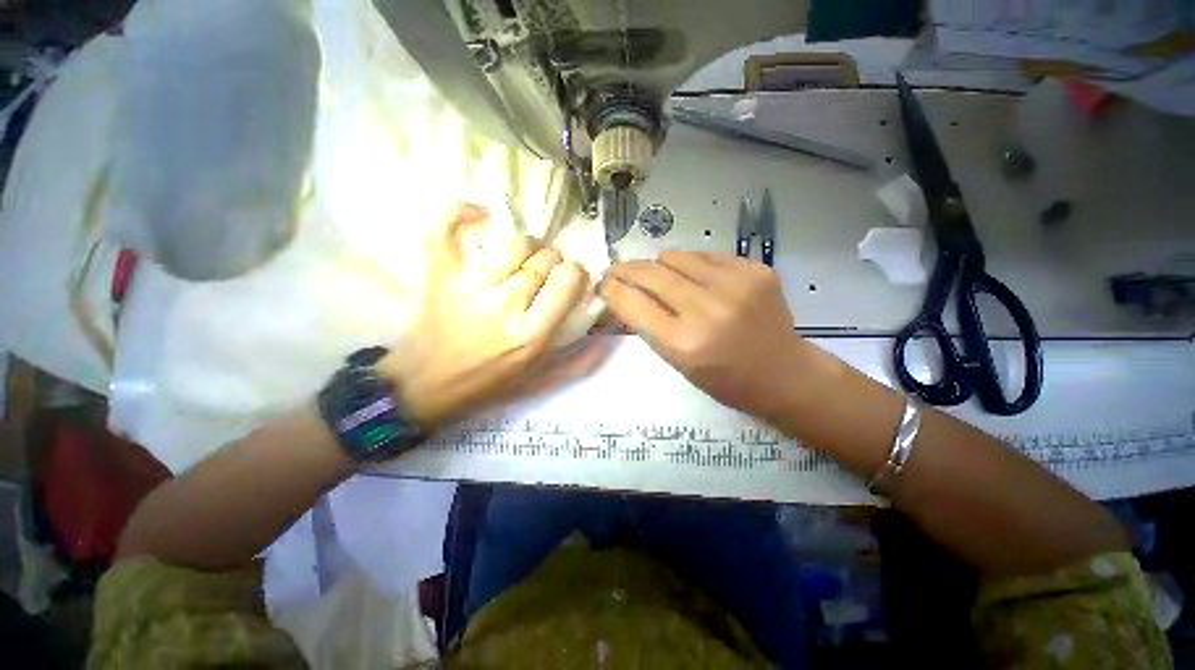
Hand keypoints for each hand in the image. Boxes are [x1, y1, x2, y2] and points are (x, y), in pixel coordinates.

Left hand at [378, 204, 592, 425]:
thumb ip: (579, 361)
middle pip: (544, 258)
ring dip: (524, 245)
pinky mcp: (439, 276)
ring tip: (521, 258)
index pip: (568, 278)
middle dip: (552, 261)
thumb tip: (607, 332)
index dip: (574, 274)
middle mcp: (505, 306)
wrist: (425, 387)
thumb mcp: (541, 381)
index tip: (569, 280)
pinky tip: (478, 215)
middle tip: (543, 273)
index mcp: (532, 335)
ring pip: (513, 242)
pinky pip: (447, 229)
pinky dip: (460, 213)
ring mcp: (469, 287)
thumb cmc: (488, 385)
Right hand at [601, 251, 814, 421]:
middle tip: (617, 269)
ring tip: (658, 274)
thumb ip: (649, 325)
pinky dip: (691, 265)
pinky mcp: (756, 271)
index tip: (603, 283)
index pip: (633, 304)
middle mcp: (708, 310)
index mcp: (684, 344)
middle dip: (627, 269)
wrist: (784, 374)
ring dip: (659, 265)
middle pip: (652, 273)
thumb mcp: (678, 363)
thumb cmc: (724, 380)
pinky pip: (706, 256)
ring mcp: (736, 286)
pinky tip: (694, 277)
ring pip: (676, 257)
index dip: (612, 289)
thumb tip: (623, 292)